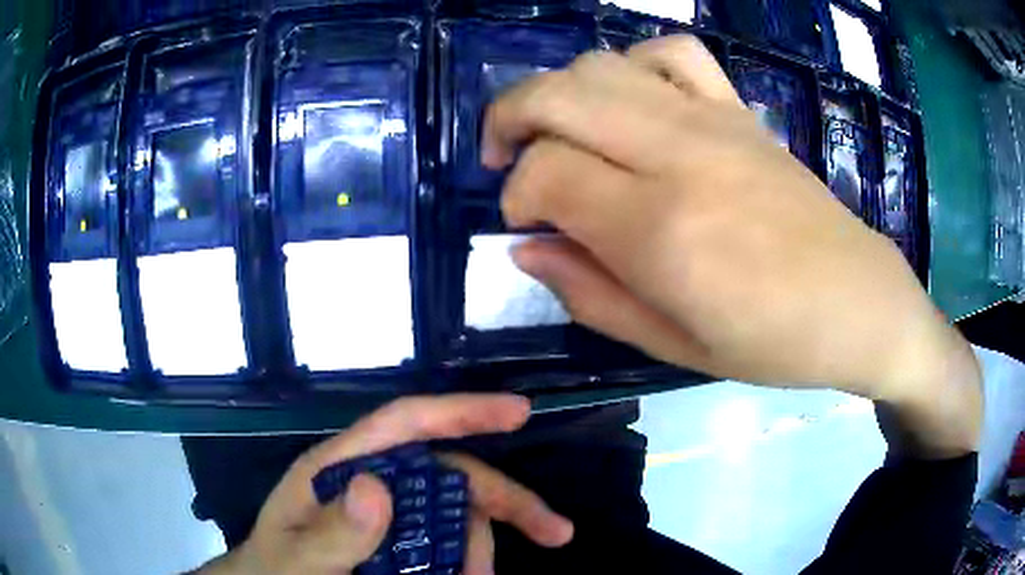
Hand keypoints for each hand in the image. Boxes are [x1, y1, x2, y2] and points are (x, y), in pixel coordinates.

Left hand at [193, 395, 572, 574]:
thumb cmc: (274, 572)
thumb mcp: (295, 560)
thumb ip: (330, 532)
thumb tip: (378, 487)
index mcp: (341, 469)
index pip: (406, 424)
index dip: (462, 410)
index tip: (520, 412)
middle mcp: (373, 484)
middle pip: (451, 474)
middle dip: (506, 500)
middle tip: (556, 532)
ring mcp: (389, 517)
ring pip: (457, 517)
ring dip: (482, 548)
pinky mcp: (398, 544)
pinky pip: (448, 545)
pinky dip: (468, 562)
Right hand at [484, 36, 980, 456]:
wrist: (857, 302)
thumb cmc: (772, 343)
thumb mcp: (673, 346)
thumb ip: (589, 295)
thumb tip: (525, 248)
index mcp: (662, 231)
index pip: (547, 173)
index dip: (517, 195)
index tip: (525, 223)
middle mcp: (680, 156)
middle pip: (558, 95)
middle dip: (508, 118)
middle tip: (504, 160)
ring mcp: (714, 121)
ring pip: (602, 65)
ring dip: (558, 92)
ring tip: (558, 132)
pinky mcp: (740, 110)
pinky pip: (673, 53)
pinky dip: (632, 63)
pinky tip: (631, 100)